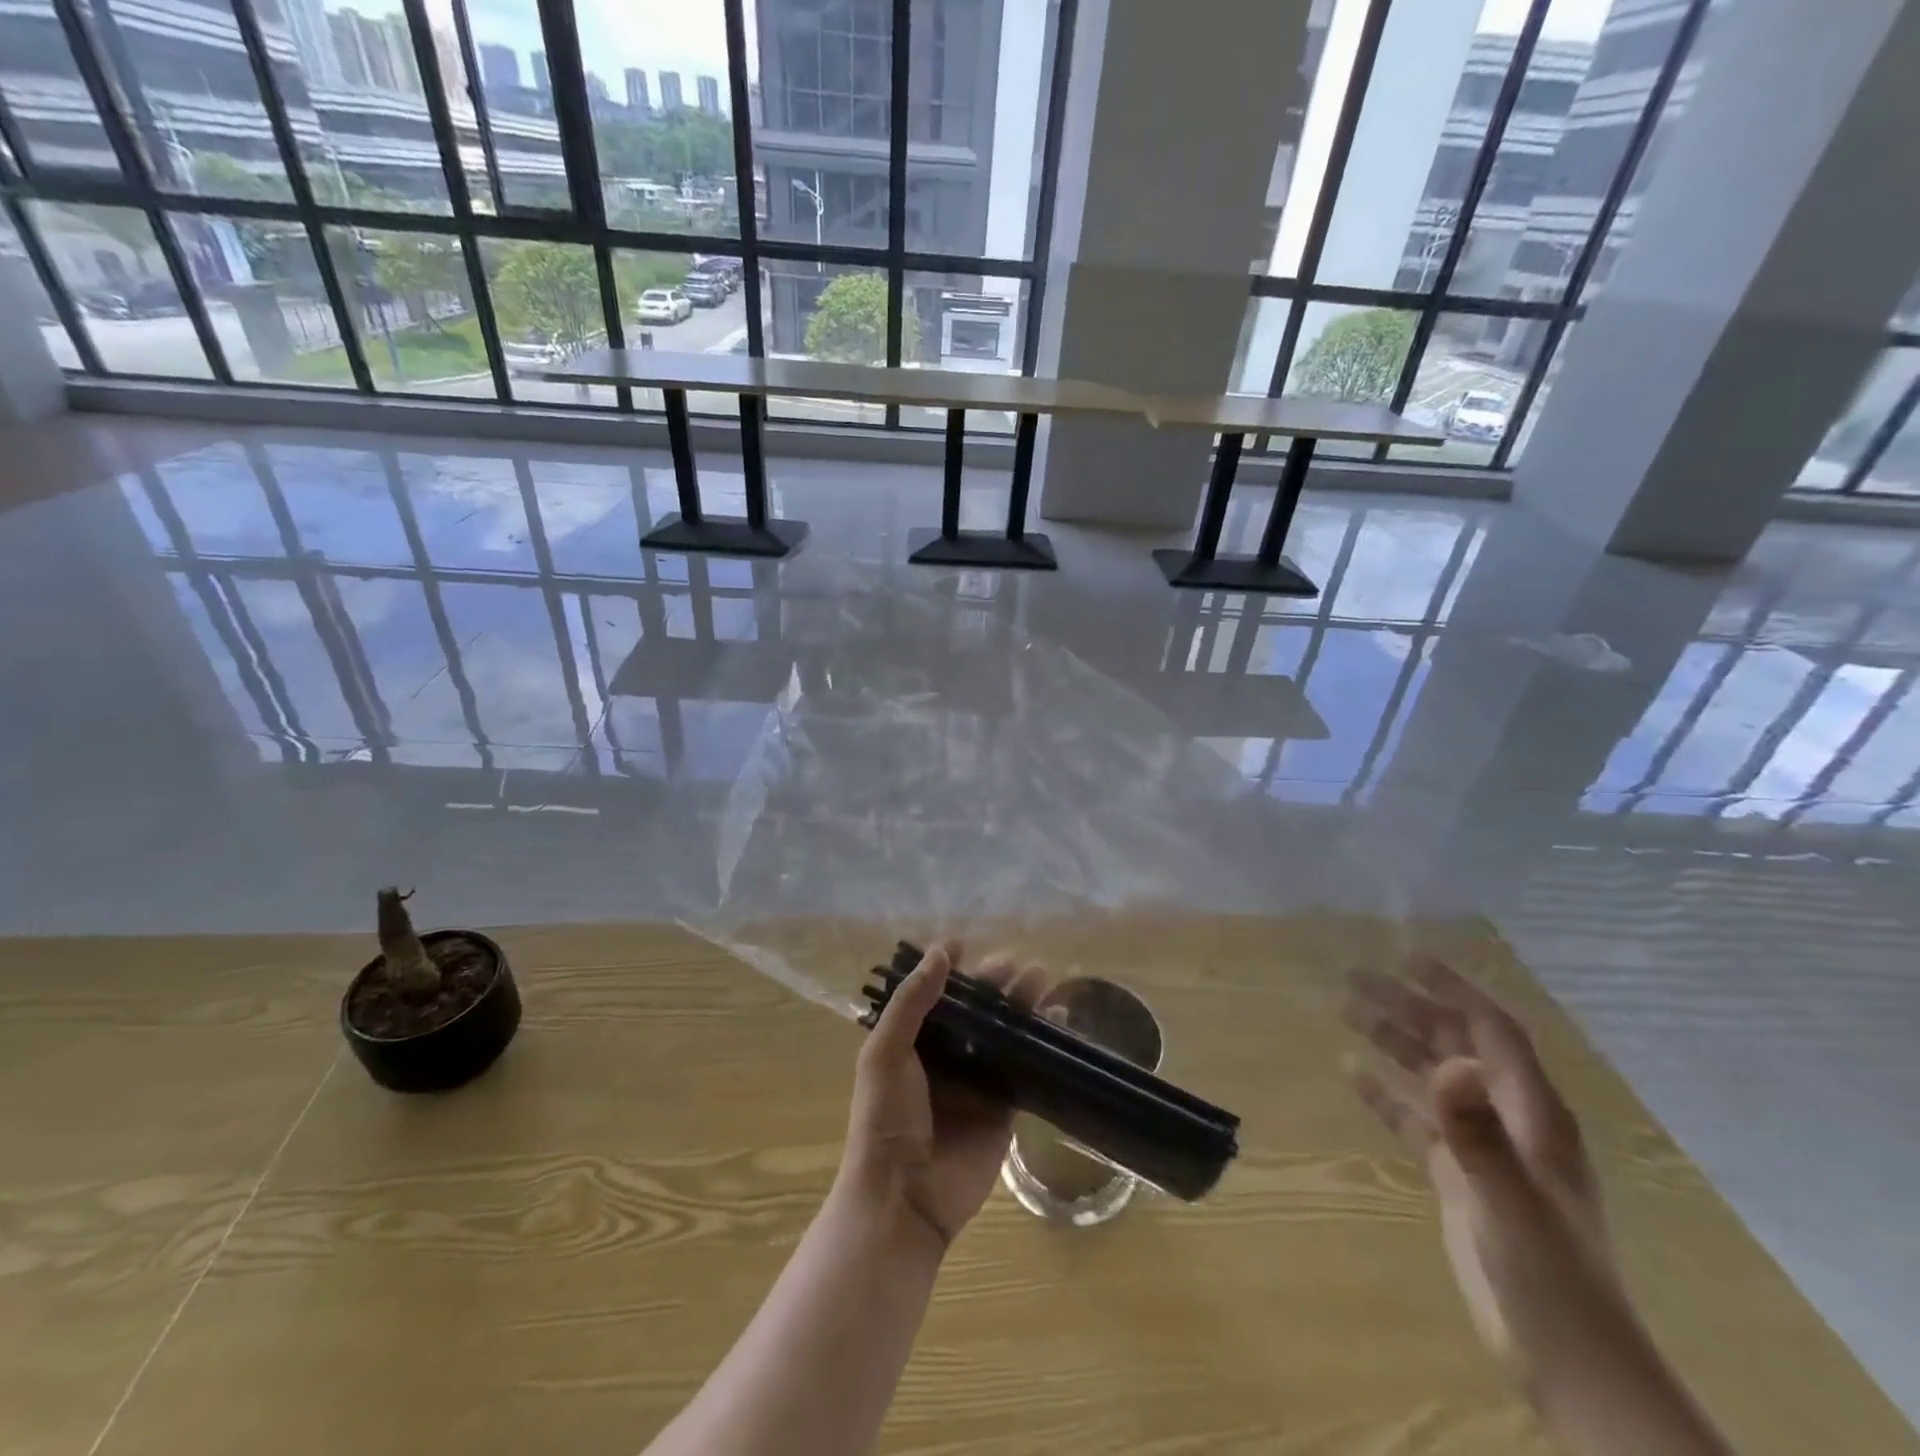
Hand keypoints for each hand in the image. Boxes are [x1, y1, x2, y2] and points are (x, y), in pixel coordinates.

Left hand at [840, 943, 1045, 1250]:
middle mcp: (945, 1055)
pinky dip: (1040, 1042)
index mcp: (911, 1041)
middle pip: (974, 1009)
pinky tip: (1057, 1019)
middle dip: (994, 983)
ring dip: (1021, 1004)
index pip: (934, 994)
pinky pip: (1024, 1066)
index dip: (951, 969)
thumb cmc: (885, 1119)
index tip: (967, 944)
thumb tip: (942, 951)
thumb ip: (912, 1002)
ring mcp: (976, 1080)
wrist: (904, 1198)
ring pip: (1003, 1031)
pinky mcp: (1004, 1106)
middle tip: (1017, 963)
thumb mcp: (886, 1053)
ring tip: (1042, 978)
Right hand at [1344, 959, 1632, 1391]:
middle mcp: (1506, 1117)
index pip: (1493, 1030)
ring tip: (1344, 1011)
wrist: (1566, 1359)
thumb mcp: (1509, 1201)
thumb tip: (1451, 1063)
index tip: (1408, 955)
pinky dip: (1386, 1092)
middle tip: (1353, 978)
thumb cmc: (1549, 1274)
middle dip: (1408, 1007)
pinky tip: (1353, 1074)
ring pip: (1430, 1075)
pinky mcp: (1458, 1175)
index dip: (1455, 989)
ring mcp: (1481, 1146)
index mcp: (1531, 1112)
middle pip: (1454, 1044)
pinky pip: (1415, 1118)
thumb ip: (1477, 1132)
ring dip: (1392, 1041)